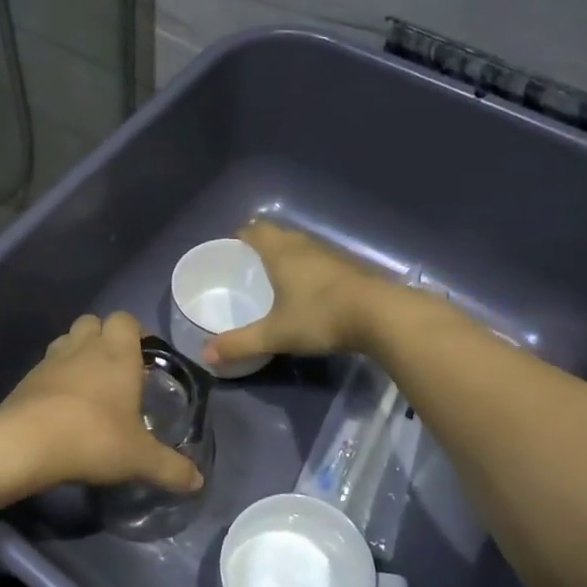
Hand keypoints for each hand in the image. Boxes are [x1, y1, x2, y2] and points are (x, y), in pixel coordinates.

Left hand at [0, 312, 203, 492]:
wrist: (25, 444)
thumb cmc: (93, 438)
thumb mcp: (140, 459)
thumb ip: (171, 468)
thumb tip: (198, 482)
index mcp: (116, 354)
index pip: (125, 319)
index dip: (135, 332)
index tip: (143, 355)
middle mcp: (83, 348)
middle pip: (93, 322)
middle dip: (104, 338)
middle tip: (117, 369)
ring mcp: (50, 360)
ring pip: (66, 340)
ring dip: (78, 353)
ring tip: (89, 386)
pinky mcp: (26, 379)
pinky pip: (45, 367)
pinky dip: (55, 378)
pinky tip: (62, 407)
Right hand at [201, 222, 388, 366]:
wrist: (382, 317)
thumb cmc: (320, 316)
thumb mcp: (275, 334)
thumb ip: (240, 343)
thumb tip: (205, 355)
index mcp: (281, 252)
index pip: (254, 230)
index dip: (240, 236)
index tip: (229, 250)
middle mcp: (304, 246)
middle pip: (277, 235)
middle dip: (261, 245)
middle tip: (247, 267)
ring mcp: (331, 256)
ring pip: (301, 247)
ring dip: (287, 256)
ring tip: (275, 278)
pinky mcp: (350, 269)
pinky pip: (319, 261)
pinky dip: (307, 270)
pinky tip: (307, 292)